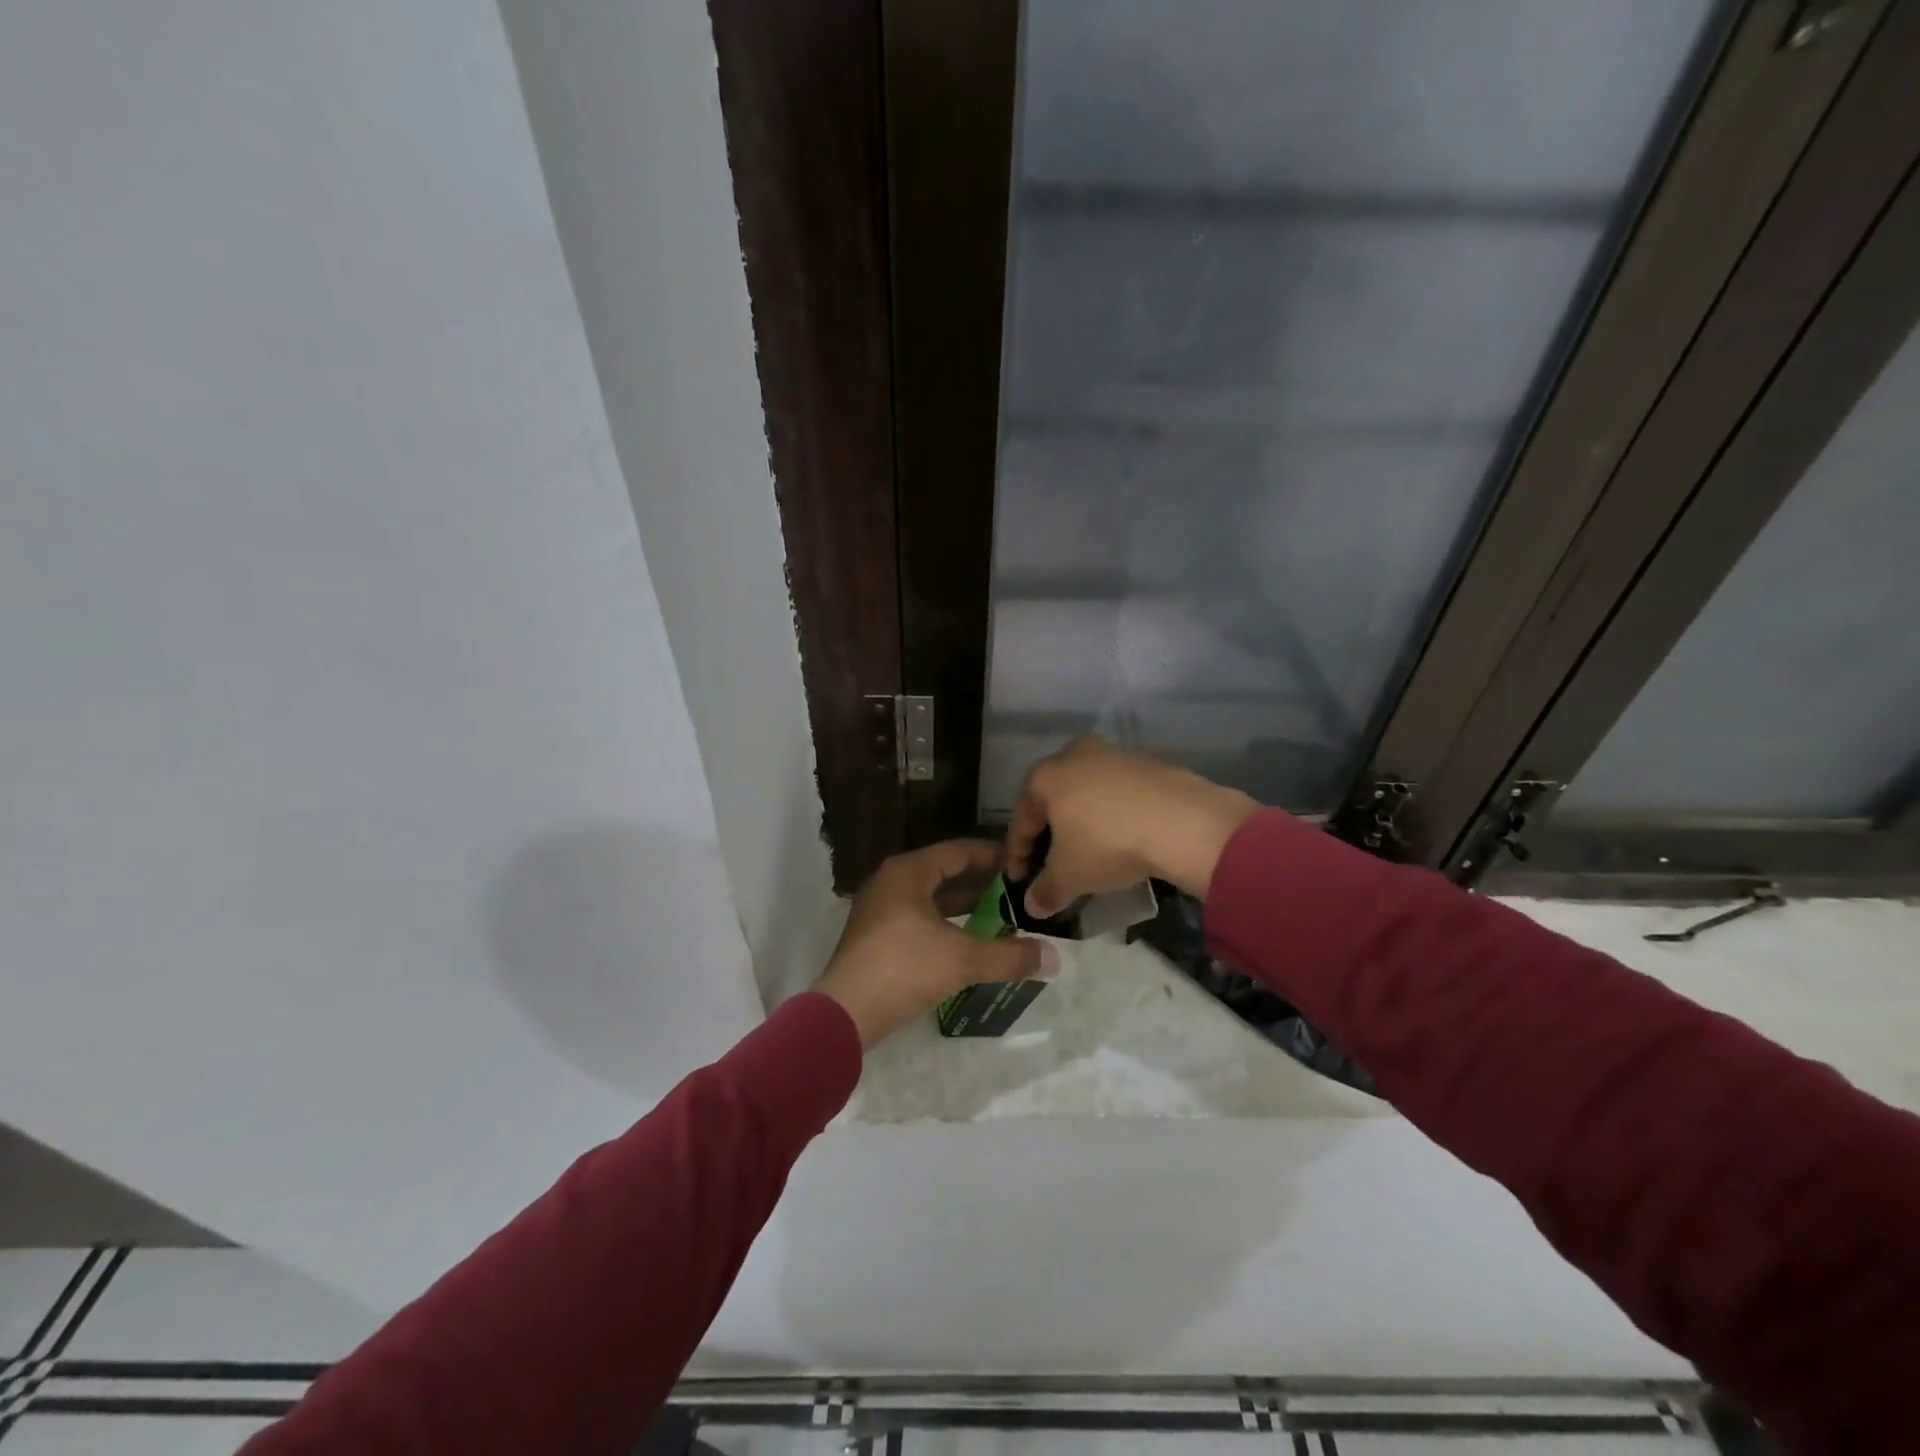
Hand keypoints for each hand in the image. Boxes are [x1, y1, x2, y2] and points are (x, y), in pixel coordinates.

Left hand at [812, 840, 1056, 1048]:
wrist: (844, 1014)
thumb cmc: (903, 969)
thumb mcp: (963, 960)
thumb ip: (1010, 955)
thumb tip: (1053, 957)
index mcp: (908, 872)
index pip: (959, 851)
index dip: (992, 856)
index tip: (1023, 863)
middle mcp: (891, 883)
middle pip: (945, 873)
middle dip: (982, 883)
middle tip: (1019, 892)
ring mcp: (880, 910)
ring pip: (932, 899)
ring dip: (965, 907)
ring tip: (1003, 917)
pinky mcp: (876, 937)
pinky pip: (920, 919)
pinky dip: (947, 925)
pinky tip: (970, 943)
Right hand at [1007, 736, 1259, 916]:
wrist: (1182, 821)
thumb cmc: (1107, 843)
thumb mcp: (1070, 876)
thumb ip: (1046, 890)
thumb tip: (1033, 905)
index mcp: (1044, 776)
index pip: (1021, 820)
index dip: (1016, 855)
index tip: (1017, 881)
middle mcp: (1073, 755)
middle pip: (1053, 801)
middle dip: (1049, 834)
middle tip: (1051, 864)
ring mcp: (1113, 755)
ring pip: (1086, 794)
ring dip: (1082, 823)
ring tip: (1089, 852)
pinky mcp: (1146, 763)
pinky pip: (1117, 794)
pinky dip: (1112, 816)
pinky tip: (1122, 838)